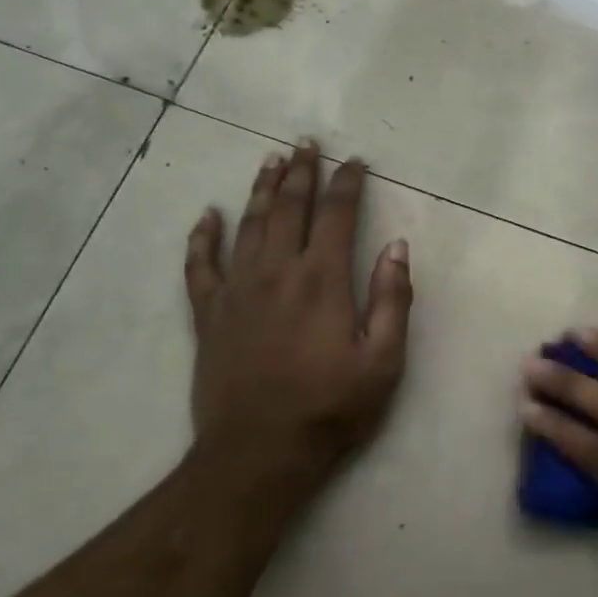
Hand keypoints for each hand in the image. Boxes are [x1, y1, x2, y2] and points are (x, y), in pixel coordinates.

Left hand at [185, 140, 412, 511]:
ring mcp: (238, 290)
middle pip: (289, 207)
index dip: (347, 183)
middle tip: (307, 143)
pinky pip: (200, 266)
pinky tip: (207, 215)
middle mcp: (277, 272)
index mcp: (322, 280)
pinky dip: (202, 237)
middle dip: (301, 172)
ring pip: (248, 225)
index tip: (356, 162)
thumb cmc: (330, 408)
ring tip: (271, 160)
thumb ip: (393, 299)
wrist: (259, 453)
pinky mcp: (209, 314)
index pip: (337, 215)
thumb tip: (397, 246)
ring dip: (261, 189)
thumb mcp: (384, 361)